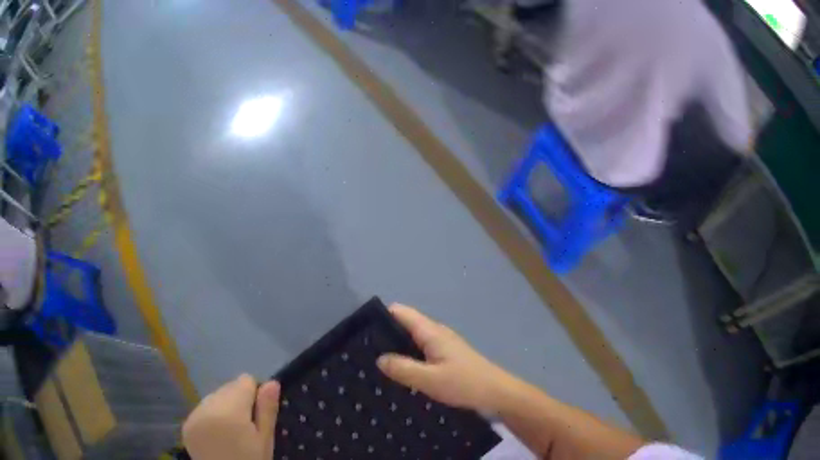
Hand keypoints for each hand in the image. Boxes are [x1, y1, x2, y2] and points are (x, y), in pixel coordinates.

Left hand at [182, 375, 279, 459]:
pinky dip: (210, 418)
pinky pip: (201, 410)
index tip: (257, 415)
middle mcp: (207, 406)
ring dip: (223, 408)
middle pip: (228, 388)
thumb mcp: (266, 440)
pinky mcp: (186, 425)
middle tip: (245, 428)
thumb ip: (267, 410)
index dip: (255, 395)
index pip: (244, 381)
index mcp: (230, 410)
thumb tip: (272, 382)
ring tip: (230, 432)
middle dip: (238, 402)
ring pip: (213, 398)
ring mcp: (193, 415)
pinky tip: (217, 436)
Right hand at [377, 304, 516, 413]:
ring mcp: (444, 345)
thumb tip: (379, 358)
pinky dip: (409, 357)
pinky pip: (422, 351)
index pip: (401, 312)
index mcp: (431, 332)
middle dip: (385, 334)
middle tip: (363, 351)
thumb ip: (402, 368)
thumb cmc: (464, 383)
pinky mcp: (448, 357)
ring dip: (397, 348)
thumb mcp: (429, 379)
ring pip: (413, 340)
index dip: (381, 316)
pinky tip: (400, 372)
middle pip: (405, 325)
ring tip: (375, 362)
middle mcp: (437, 333)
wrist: (496, 393)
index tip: (360, 330)